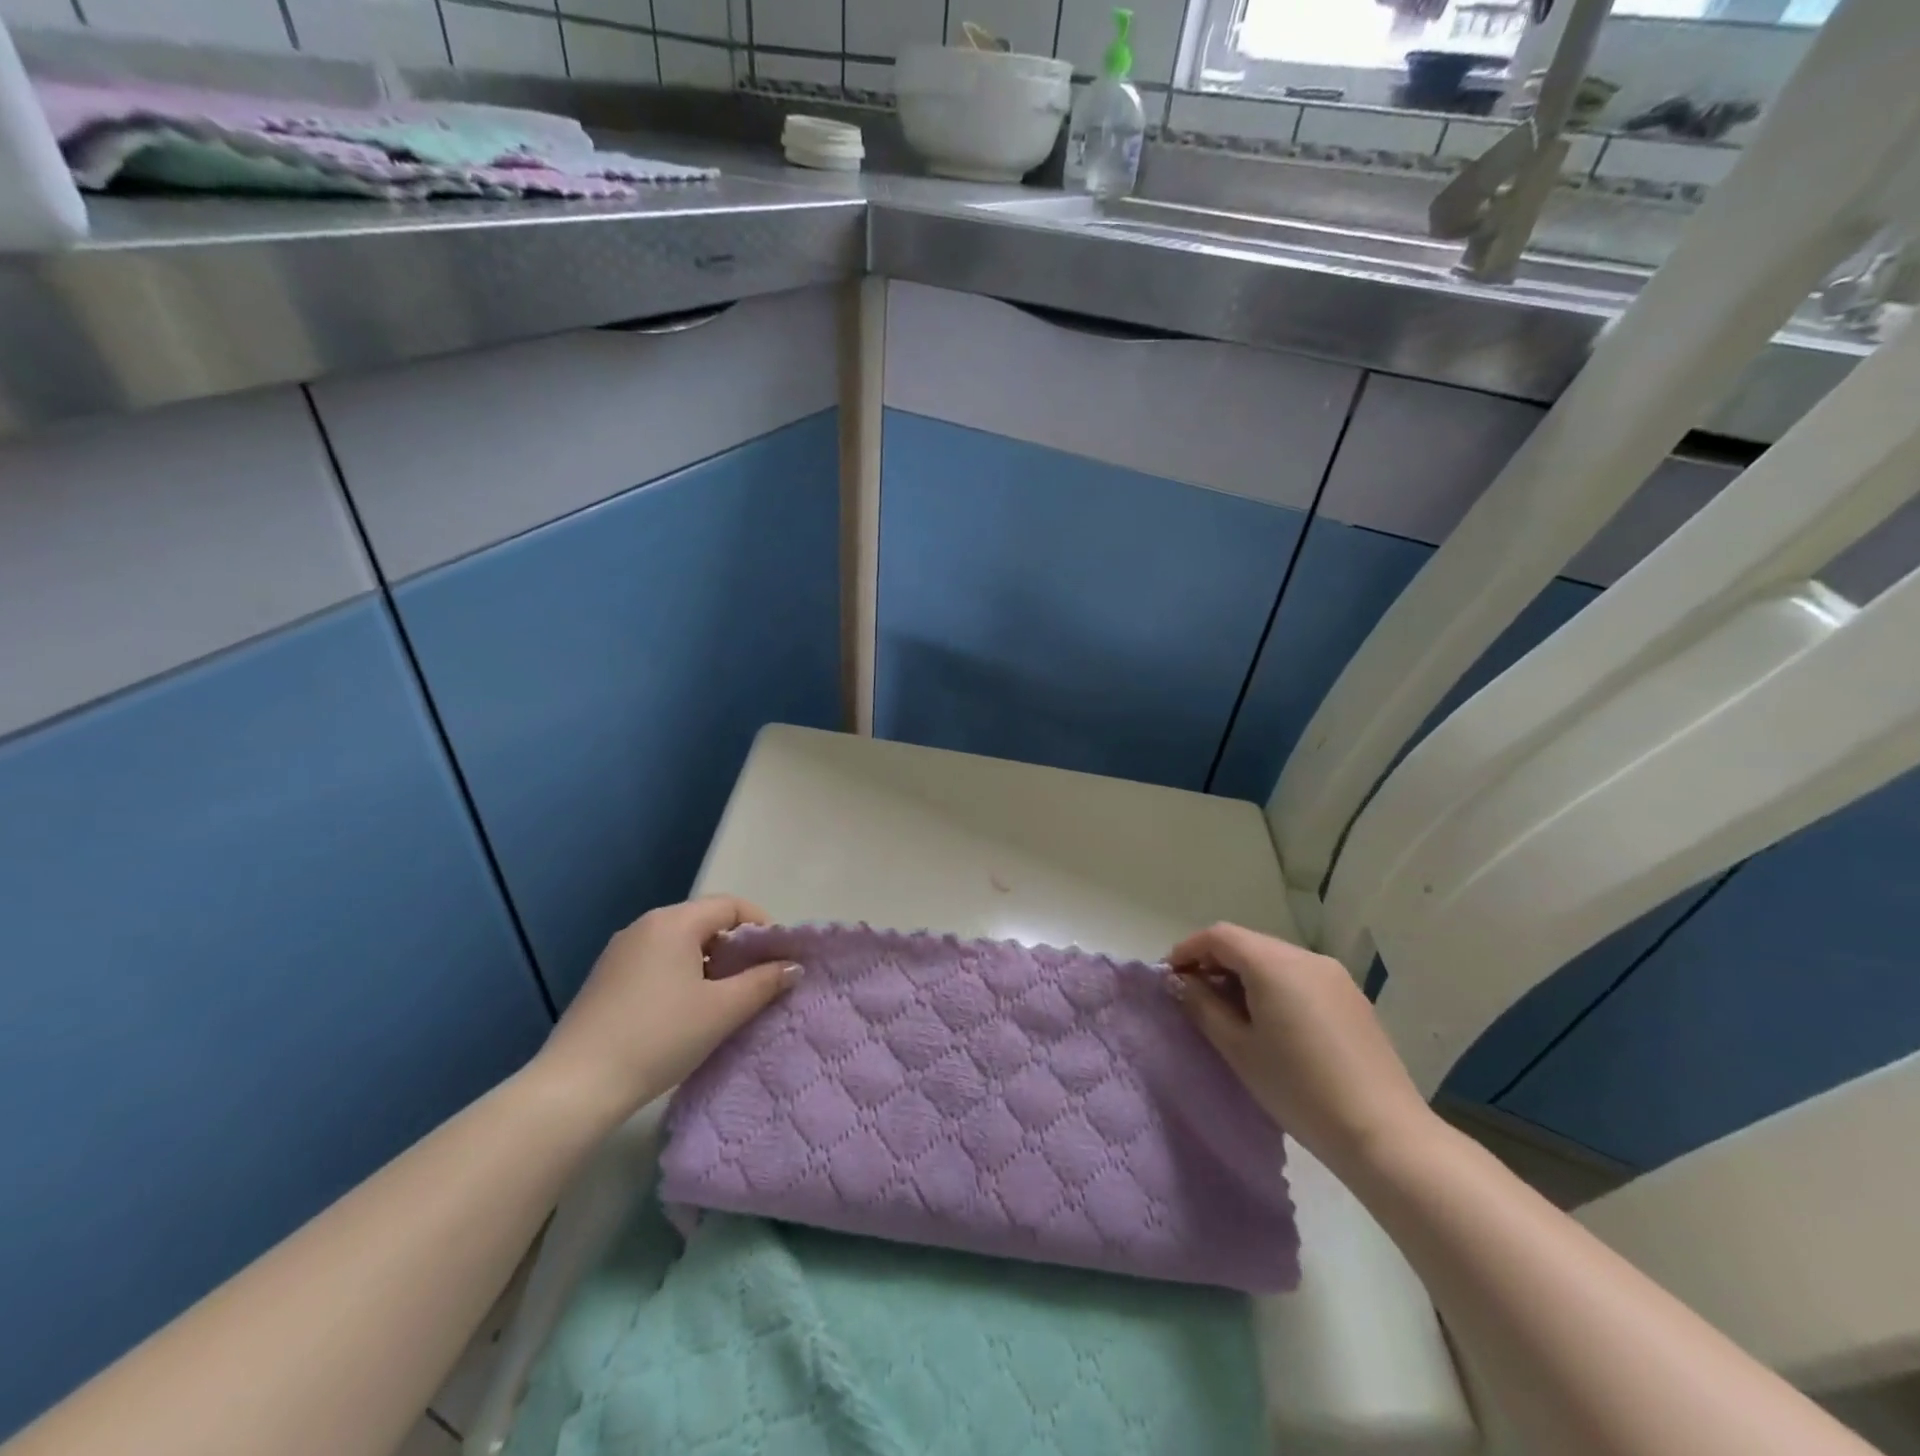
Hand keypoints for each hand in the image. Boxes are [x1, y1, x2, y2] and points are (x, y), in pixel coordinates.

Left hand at [533, 896, 798, 1123]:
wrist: (576, 1086)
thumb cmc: (659, 1037)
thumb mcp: (722, 1010)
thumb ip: (763, 982)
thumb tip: (792, 967)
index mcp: (673, 922)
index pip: (730, 905)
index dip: (761, 926)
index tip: (778, 959)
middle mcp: (644, 926)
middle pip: (704, 921)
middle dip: (737, 947)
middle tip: (757, 981)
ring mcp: (619, 952)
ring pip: (680, 944)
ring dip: (710, 964)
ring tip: (726, 1000)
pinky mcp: (605, 979)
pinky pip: (657, 962)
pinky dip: (682, 975)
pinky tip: (687, 1012)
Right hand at [1168, 922, 1437, 1175]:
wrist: (1383, 1134)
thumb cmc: (1298, 1089)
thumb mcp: (1238, 1048)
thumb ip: (1203, 1006)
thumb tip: (1183, 982)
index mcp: (1274, 963)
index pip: (1219, 936)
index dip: (1188, 950)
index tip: (1170, 977)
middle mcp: (1305, 957)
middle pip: (1247, 943)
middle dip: (1215, 963)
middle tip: (1194, 997)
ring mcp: (1334, 976)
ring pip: (1274, 959)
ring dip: (1244, 975)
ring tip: (1230, 1013)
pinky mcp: (1352, 998)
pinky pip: (1300, 977)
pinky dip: (1274, 987)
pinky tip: (1271, 1023)